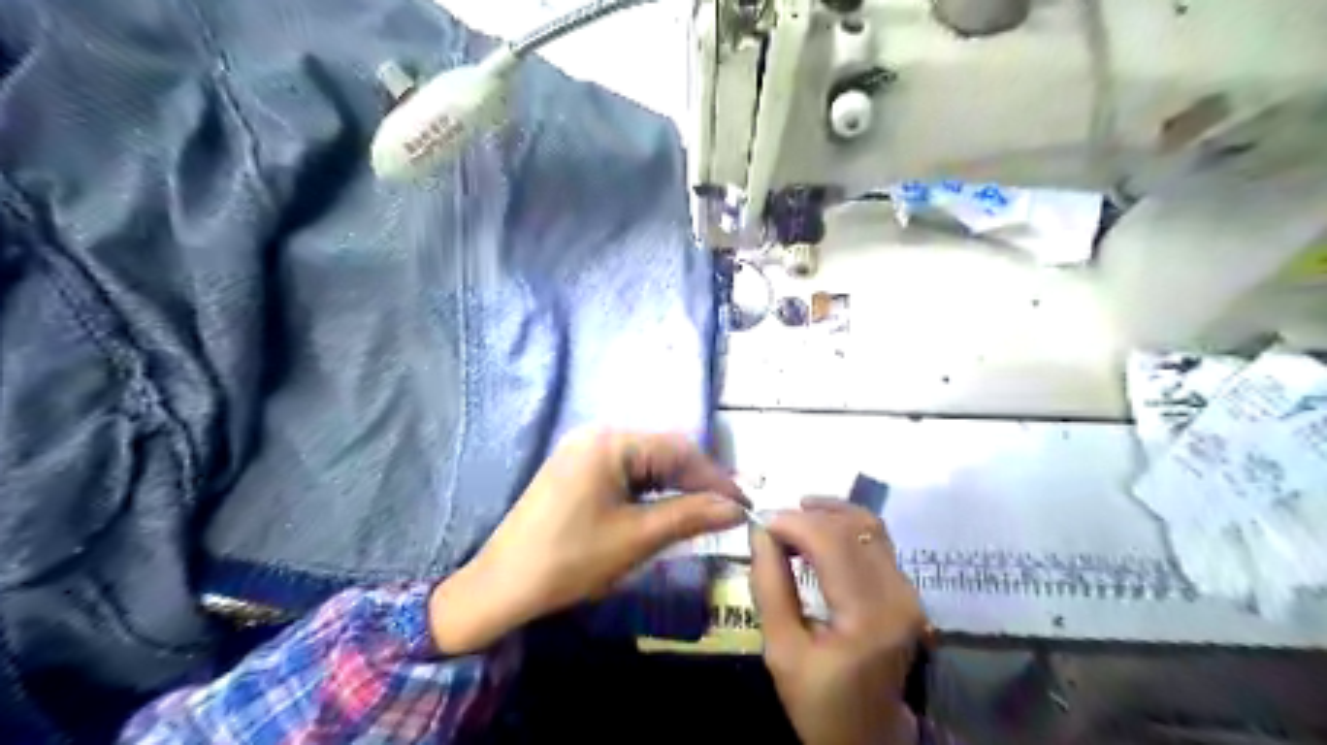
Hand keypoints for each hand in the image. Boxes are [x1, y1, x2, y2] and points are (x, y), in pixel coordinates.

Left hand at [435, 431, 744, 652]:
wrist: (501, 586)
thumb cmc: (571, 559)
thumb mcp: (637, 538)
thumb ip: (690, 515)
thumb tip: (736, 508)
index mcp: (611, 442)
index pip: (678, 450)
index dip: (715, 477)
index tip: (744, 503)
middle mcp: (597, 435)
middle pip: (661, 452)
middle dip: (696, 481)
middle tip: (728, 510)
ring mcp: (583, 452)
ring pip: (644, 463)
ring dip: (674, 486)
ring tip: (704, 512)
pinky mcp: (575, 471)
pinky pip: (624, 473)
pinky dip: (649, 490)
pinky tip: (665, 509)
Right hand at [750, 497, 925, 744]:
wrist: (869, 738)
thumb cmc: (820, 703)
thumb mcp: (781, 651)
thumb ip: (770, 586)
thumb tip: (760, 532)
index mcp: (868, 615)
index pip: (831, 541)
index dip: (792, 522)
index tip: (759, 524)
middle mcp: (898, 595)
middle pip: (852, 527)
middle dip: (807, 515)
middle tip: (772, 526)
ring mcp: (909, 592)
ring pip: (869, 526)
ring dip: (828, 515)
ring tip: (792, 522)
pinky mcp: (907, 591)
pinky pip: (876, 541)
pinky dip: (843, 529)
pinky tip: (817, 535)